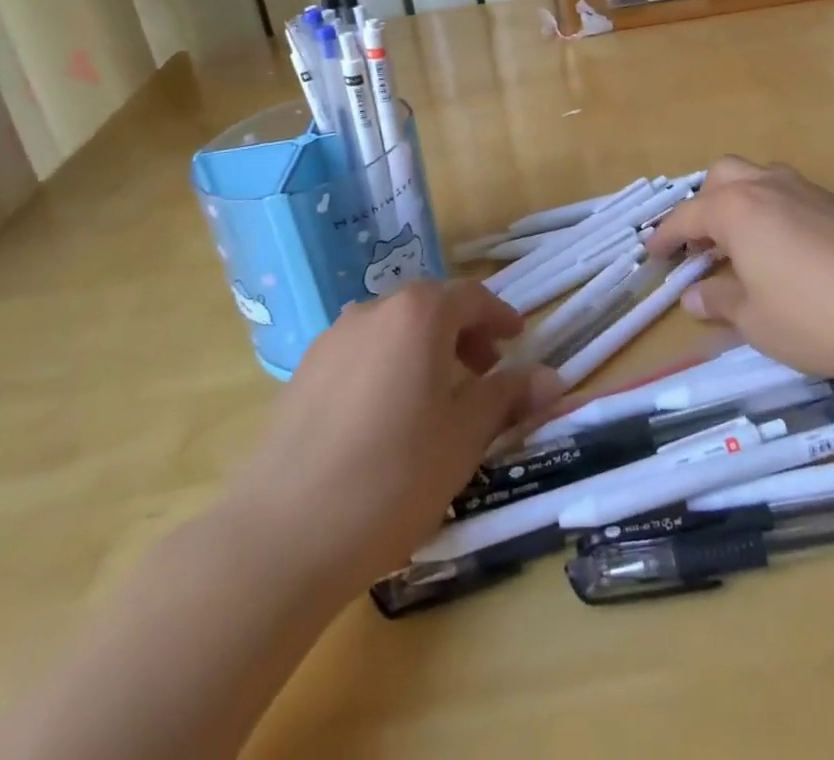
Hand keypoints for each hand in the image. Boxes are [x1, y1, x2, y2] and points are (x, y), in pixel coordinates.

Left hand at [220, 281, 561, 592]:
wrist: (281, 536)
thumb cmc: (393, 477)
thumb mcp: (464, 438)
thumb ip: (507, 397)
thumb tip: (552, 378)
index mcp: (417, 314)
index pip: (470, 297)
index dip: (499, 317)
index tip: (517, 340)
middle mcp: (372, 312)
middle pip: (429, 307)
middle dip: (463, 334)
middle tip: (484, 373)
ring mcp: (330, 341)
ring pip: (392, 330)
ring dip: (423, 350)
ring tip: (436, 398)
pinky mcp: (301, 375)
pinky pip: (359, 354)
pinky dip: (387, 367)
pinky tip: (386, 419)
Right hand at [646, 156, 833, 381]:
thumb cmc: (817, 316)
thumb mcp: (757, 321)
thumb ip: (720, 302)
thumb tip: (694, 296)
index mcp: (736, 209)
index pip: (687, 216)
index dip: (665, 236)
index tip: (651, 252)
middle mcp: (767, 187)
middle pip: (722, 176)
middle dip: (703, 204)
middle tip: (700, 244)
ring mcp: (807, 191)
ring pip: (758, 179)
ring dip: (739, 203)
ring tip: (740, 246)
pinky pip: (789, 195)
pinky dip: (771, 212)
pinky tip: (785, 252)